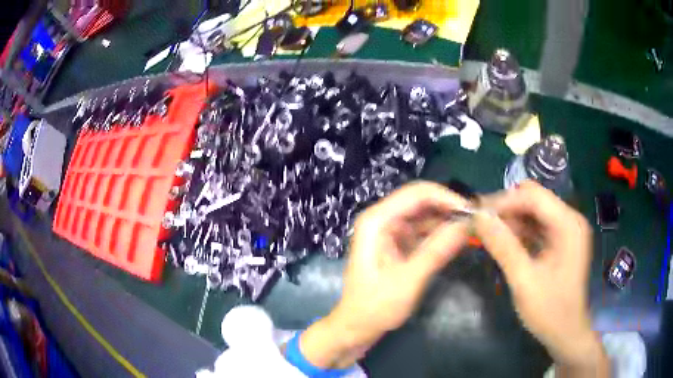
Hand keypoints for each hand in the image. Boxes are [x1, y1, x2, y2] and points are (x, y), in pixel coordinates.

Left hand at [299, 181, 470, 368]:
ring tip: (473, 229)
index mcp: (377, 220)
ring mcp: (391, 230)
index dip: (447, 197)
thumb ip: (437, 251)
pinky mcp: (399, 243)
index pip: (416, 193)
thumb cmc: (376, 307)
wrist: (357, 327)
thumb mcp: (408, 280)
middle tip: (476, 220)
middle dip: (449, 208)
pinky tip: (458, 239)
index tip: (472, 211)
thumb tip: (466, 224)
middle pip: (421, 201)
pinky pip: (424, 231)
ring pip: (425, 215)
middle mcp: (383, 219)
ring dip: (448, 220)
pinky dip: (441, 234)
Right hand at [474, 181, 608, 375]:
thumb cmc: (549, 310)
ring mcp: (567, 230)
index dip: (504, 201)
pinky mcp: (561, 241)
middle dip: (506, 210)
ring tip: (488, 235)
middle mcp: (570, 220)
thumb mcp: (524, 280)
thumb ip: (503, 246)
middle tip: (480, 225)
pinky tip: (504, 243)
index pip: (533, 196)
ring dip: (511, 221)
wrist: (566, 333)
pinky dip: (519, 232)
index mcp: (568, 224)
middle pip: (534, 200)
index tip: (477, 214)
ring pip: (534, 213)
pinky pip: (537, 227)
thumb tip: (478, 217)